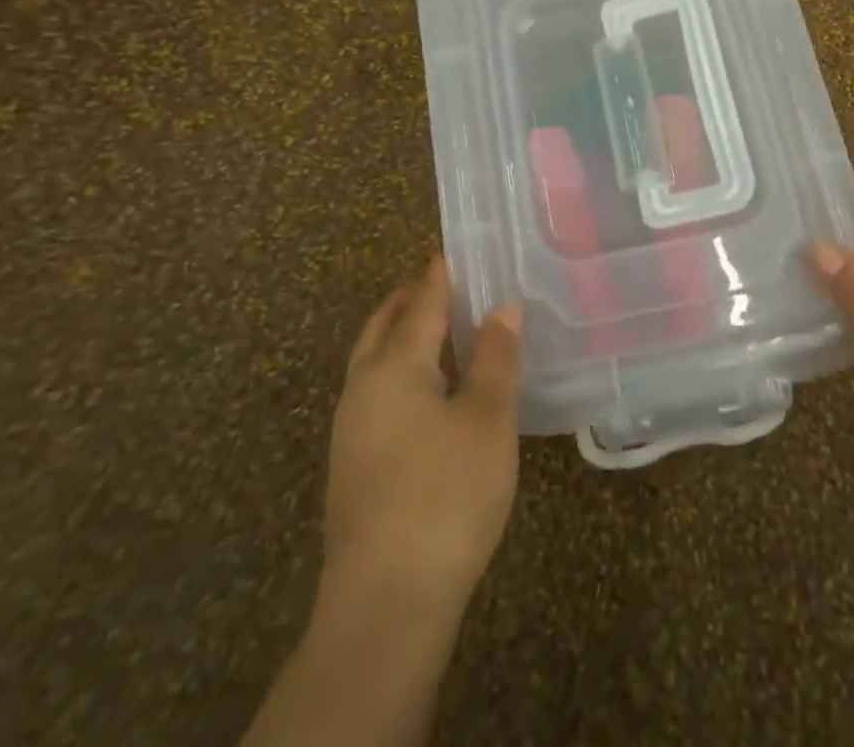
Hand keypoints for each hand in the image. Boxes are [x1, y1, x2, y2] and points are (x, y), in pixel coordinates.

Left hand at [322, 258, 522, 616]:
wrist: (385, 603)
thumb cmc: (446, 495)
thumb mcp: (486, 419)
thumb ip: (495, 358)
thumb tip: (503, 306)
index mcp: (394, 365)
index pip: (421, 302)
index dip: (439, 274)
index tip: (452, 250)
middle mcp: (363, 387)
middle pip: (384, 325)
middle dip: (411, 299)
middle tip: (443, 281)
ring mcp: (350, 428)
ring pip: (373, 360)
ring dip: (401, 335)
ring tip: (438, 329)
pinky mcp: (352, 464)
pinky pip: (375, 392)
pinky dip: (398, 370)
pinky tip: (426, 392)